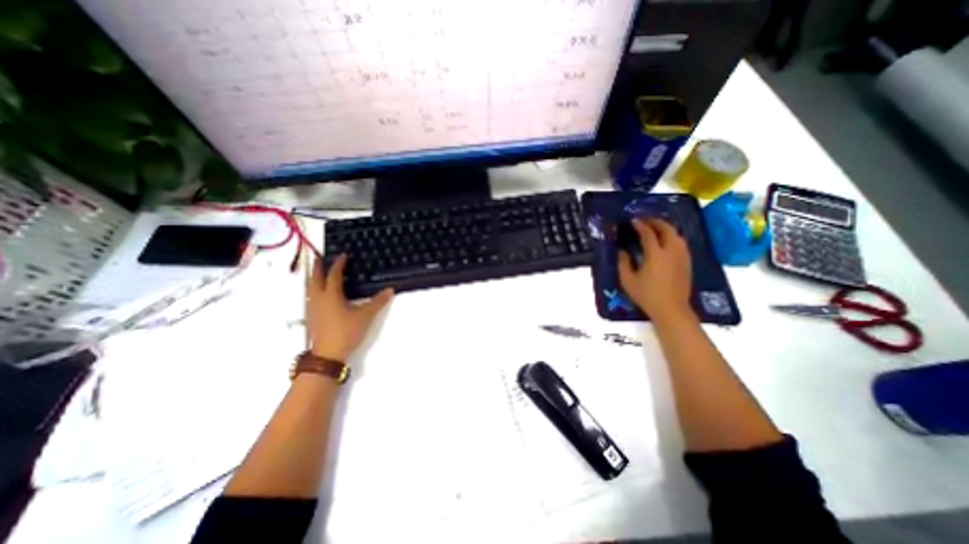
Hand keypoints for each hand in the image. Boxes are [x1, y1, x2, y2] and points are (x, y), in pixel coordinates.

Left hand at [303, 253, 389, 359]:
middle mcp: (318, 299)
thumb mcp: (365, 316)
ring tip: (317, 273)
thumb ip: (378, 302)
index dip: (338, 264)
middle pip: (315, 279)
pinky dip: (314, 289)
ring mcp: (312, 309)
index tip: (342, 255)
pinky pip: (310, 297)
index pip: (334, 275)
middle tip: (318, 257)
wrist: (327, 355)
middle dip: (317, 267)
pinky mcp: (311, 317)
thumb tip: (390, 289)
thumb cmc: (346, 332)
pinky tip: (319, 295)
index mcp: (331, 295)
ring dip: (313, 278)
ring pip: (310, 288)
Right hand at [617, 220, 691, 321]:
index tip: (633, 221)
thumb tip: (622, 251)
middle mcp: (671, 251)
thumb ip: (623, 263)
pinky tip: (666, 242)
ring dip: (666, 228)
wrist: (671, 309)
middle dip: (656, 222)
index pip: (648, 233)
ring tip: (656, 229)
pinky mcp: (687, 263)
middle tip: (645, 221)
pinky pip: (681, 243)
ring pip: (677, 235)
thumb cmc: (646, 295)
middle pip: (667, 229)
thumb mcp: (628, 280)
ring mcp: (682, 257)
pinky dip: (673, 237)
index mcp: (655, 254)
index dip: (640, 225)